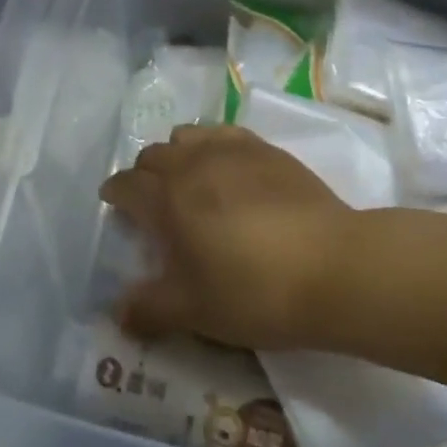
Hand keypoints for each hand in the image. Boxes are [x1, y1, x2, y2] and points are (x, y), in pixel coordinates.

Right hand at [99, 126, 355, 350]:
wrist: (333, 266)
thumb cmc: (255, 291)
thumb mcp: (195, 311)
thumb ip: (150, 308)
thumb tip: (117, 311)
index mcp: (168, 198)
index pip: (127, 184)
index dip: (115, 193)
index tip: (113, 202)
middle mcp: (194, 163)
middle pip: (154, 154)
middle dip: (144, 173)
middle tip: (152, 201)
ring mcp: (233, 150)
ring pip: (189, 136)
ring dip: (178, 153)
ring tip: (189, 180)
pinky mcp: (267, 149)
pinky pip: (225, 134)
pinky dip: (213, 146)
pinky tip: (228, 168)